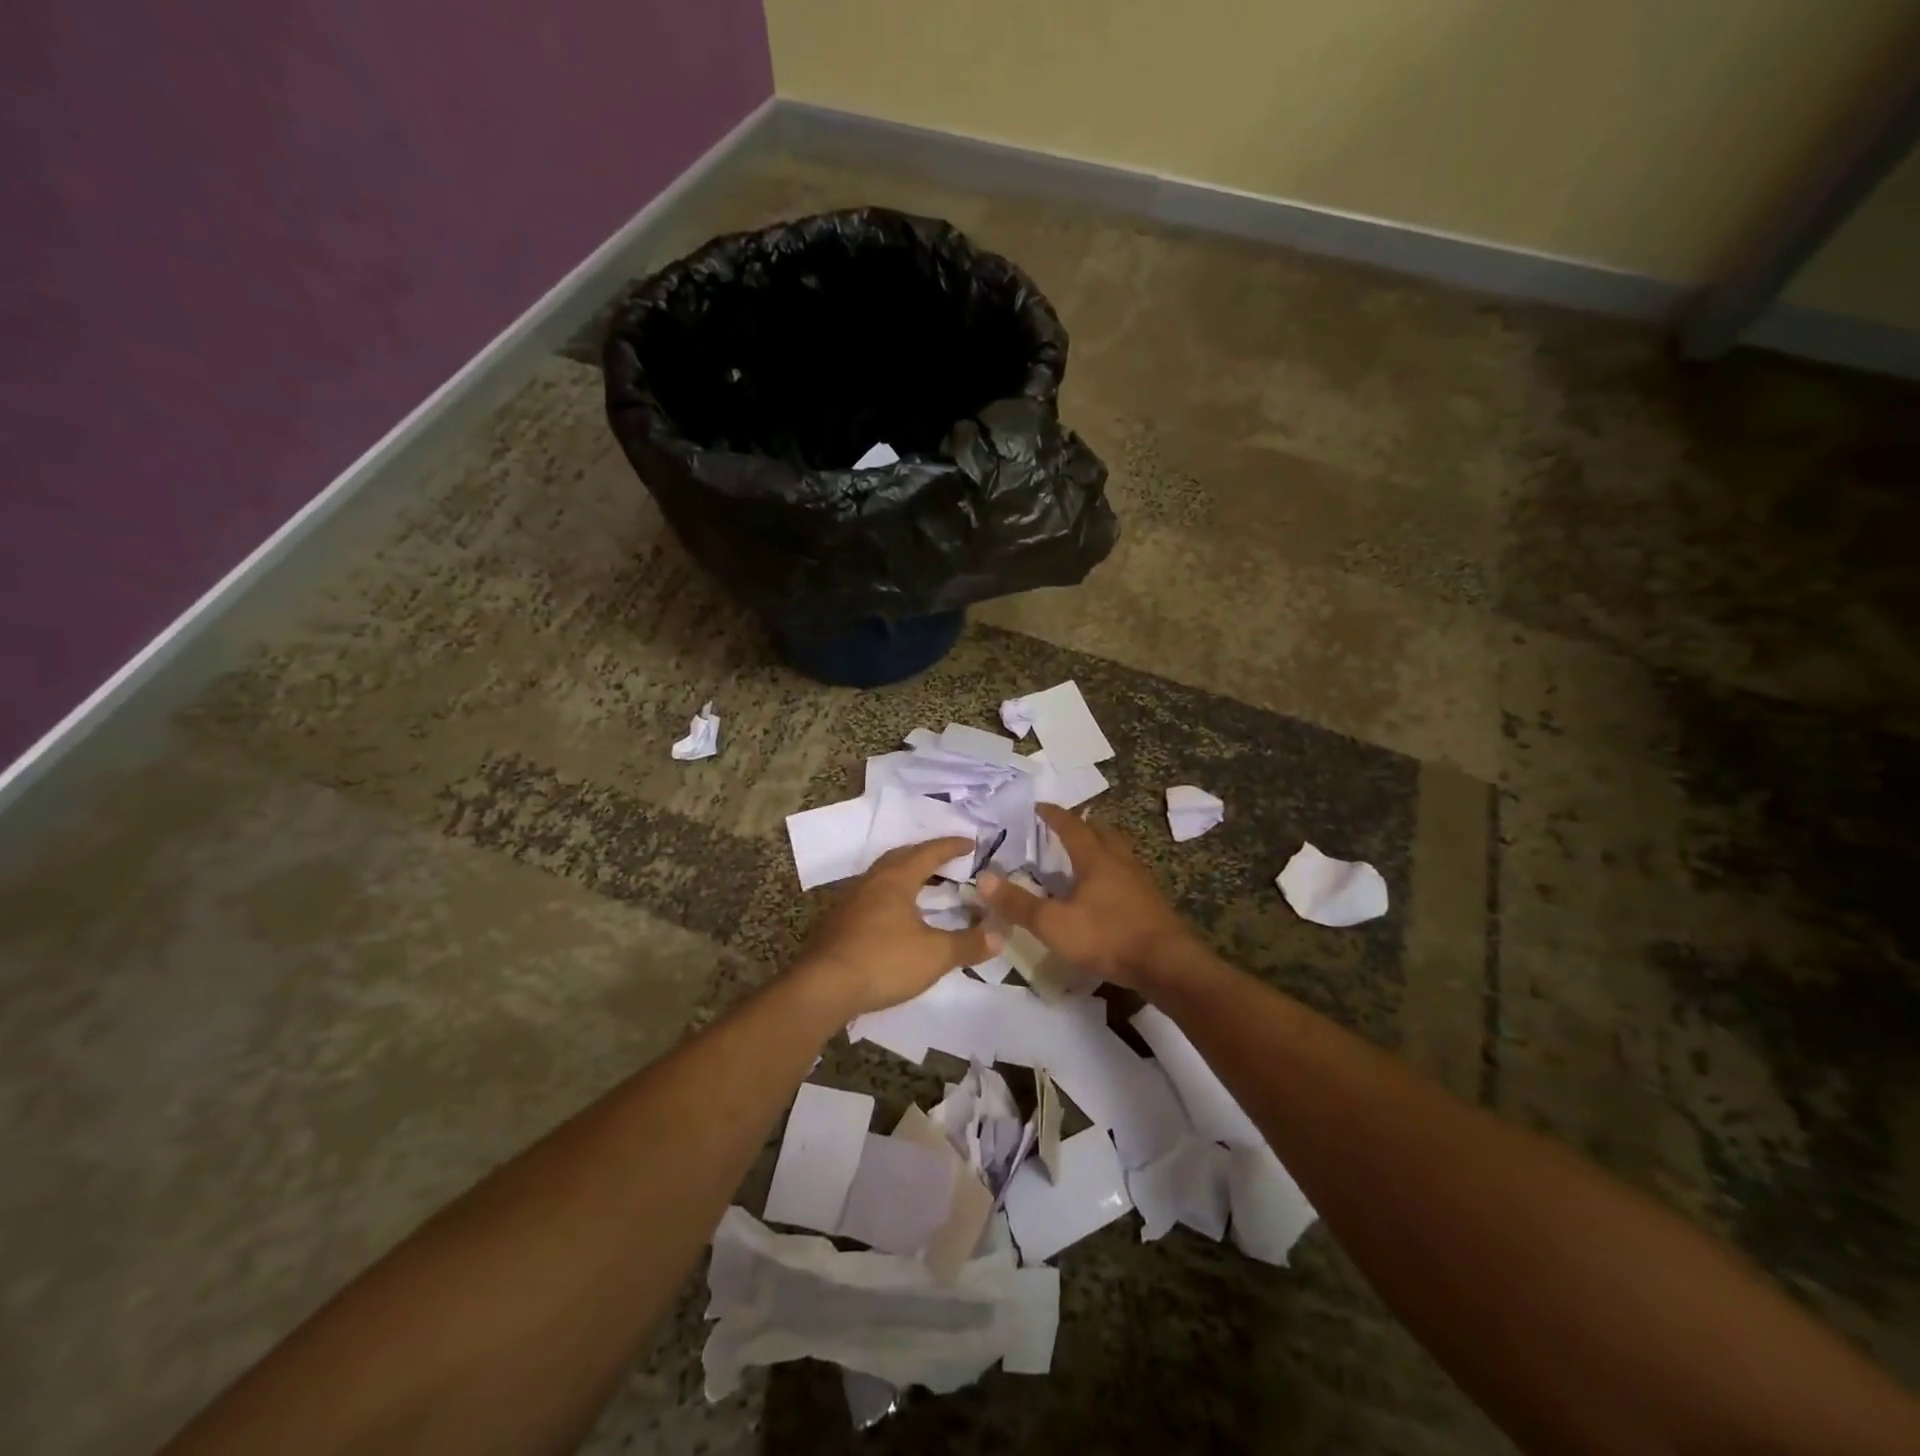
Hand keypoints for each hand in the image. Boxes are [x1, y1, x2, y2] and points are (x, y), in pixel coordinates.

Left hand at [794, 839, 993, 1018]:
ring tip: (923, 887)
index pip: (928, 853)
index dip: (951, 847)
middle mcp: (871, 882)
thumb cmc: (883, 961)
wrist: (823, 988)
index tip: (971, 843)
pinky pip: (870, 898)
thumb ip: (968, 944)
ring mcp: (850, 902)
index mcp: (895, 879)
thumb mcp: (935, 955)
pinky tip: (894, 917)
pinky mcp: (837, 924)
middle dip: (925, 855)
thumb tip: (1001, 935)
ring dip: (904, 876)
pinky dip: (889, 898)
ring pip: (882, 877)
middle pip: (900, 858)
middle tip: (946, 861)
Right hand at [977, 804, 1192, 988]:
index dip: (1054, 815)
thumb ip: (1018, 903)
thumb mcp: (1054, 924)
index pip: (1071, 826)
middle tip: (1066, 826)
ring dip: (1102, 847)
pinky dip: (1113, 872)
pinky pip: (1129, 875)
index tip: (1039, 806)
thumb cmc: (1107, 937)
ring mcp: (1140, 882)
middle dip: (1083, 825)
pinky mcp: (1152, 903)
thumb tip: (982, 878)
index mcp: (1095, 859)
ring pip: (1119, 852)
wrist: (1167, 964)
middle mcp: (1120, 862)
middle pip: (1102, 832)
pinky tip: (1108, 891)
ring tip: (1086, 854)